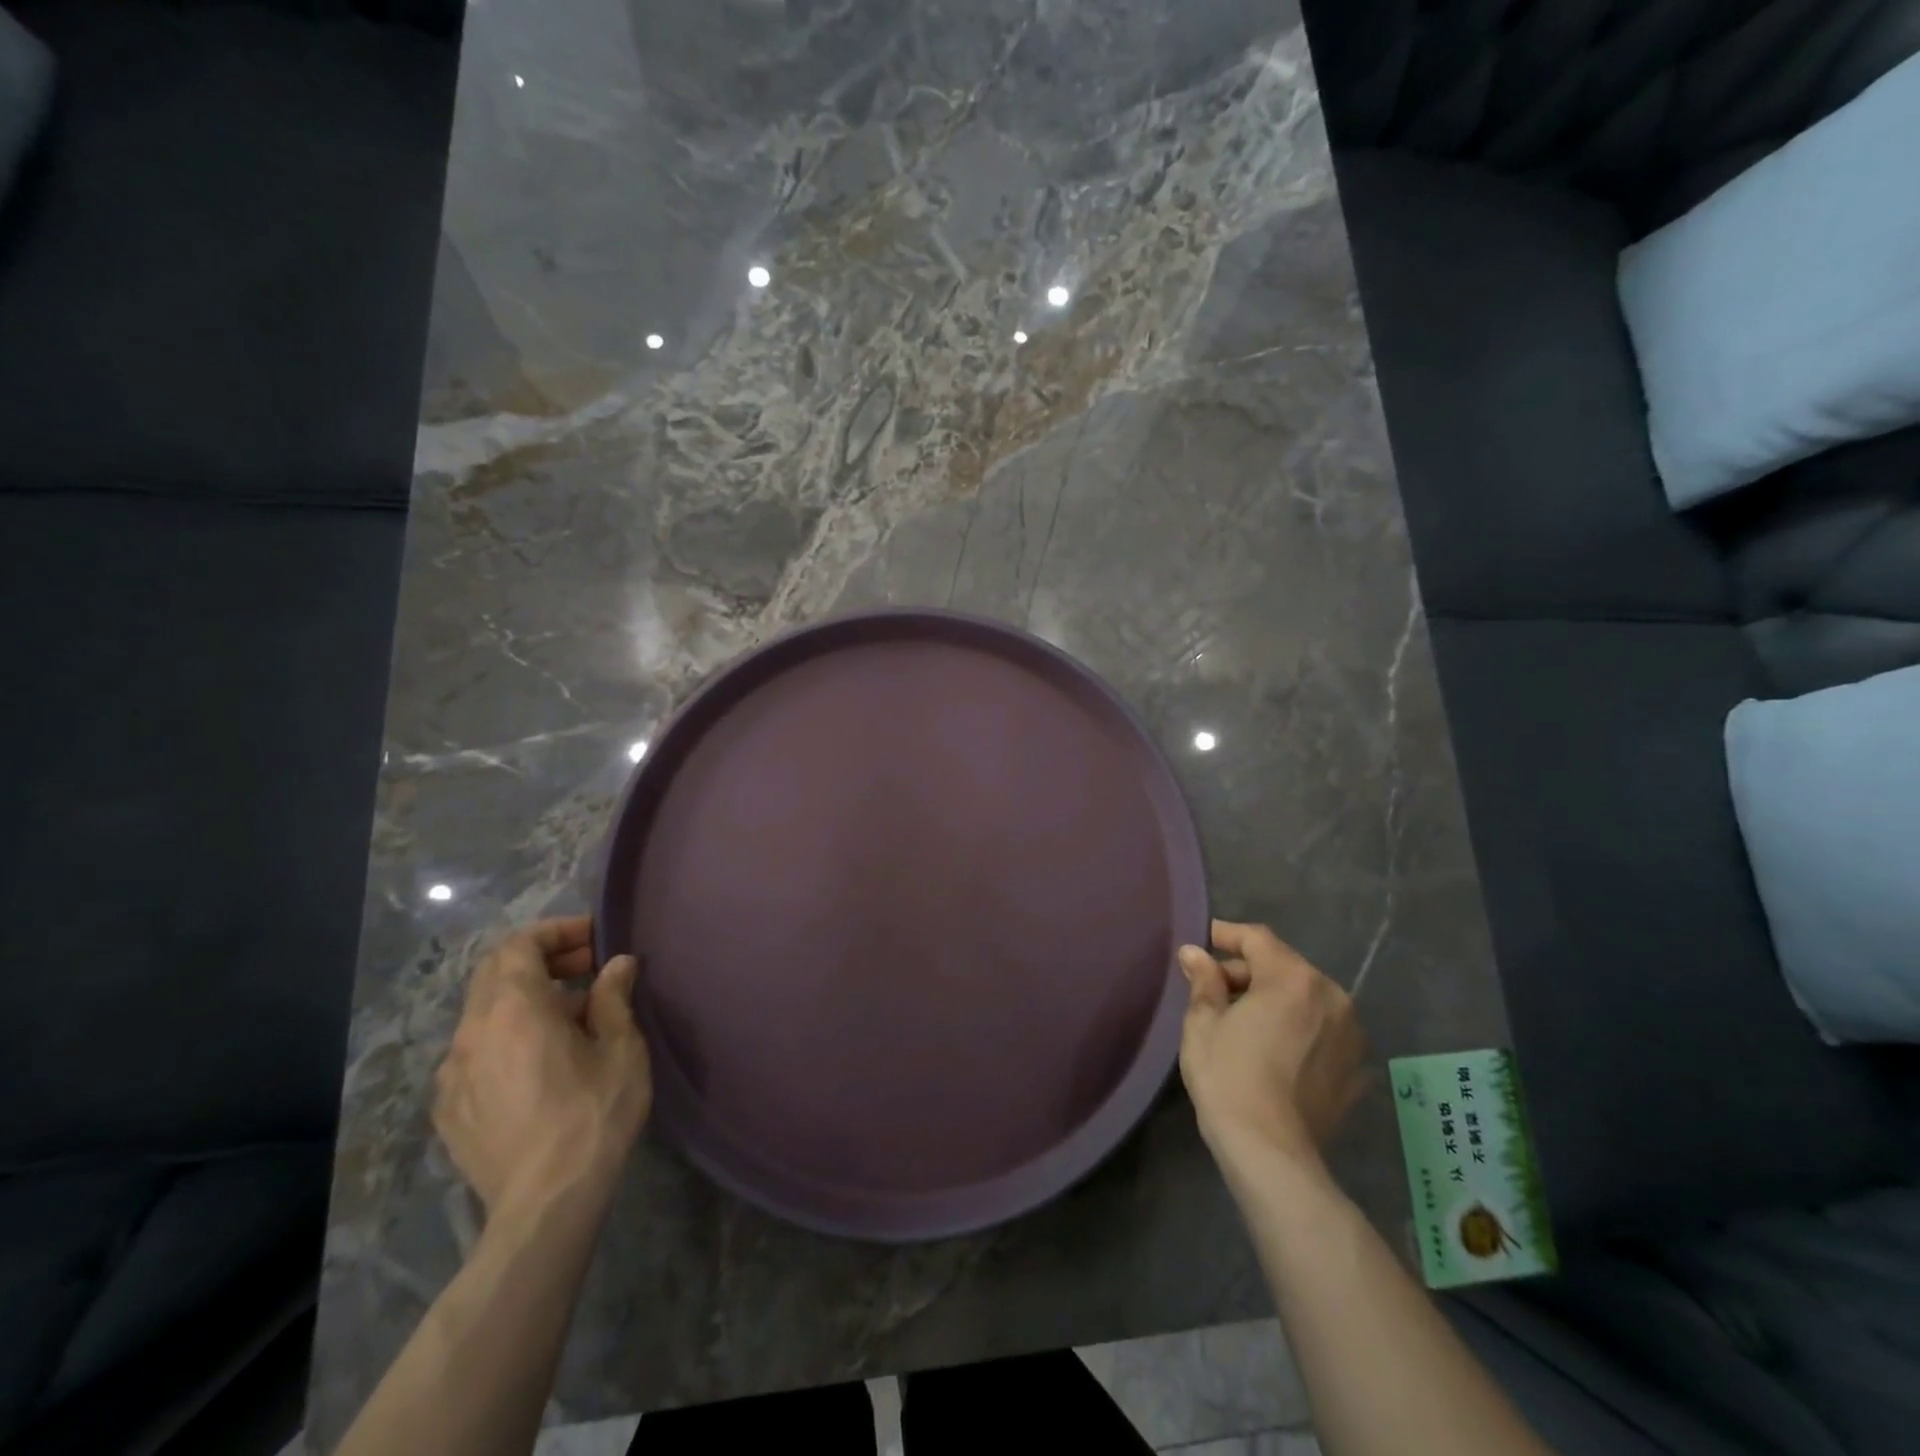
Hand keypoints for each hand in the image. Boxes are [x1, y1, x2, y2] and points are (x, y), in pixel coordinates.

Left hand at [433, 916, 650, 1220]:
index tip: (596, 939)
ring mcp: (452, 1074)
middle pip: (495, 972)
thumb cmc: (593, 1114)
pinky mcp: (449, 1109)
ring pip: (484, 1014)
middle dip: (542, 960)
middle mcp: (471, 1032)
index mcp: (513, 1008)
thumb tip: (618, 964)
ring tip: (572, 1019)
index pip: (520, 944)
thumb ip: (614, 997)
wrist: (546, 1204)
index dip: (557, 932)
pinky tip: (539, 1064)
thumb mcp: (621, 1048)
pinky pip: (475, 1053)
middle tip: (588, 968)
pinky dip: (507, 1037)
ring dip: (526, 1000)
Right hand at [1178, 920, 1367, 1170]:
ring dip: (1275, 1000)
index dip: (1226, 936)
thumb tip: (1195, 953)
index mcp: (1293, 979)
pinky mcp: (1355, 1069)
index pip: (1257, 939)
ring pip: (1306, 999)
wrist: (1271, 1154)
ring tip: (1244, 1022)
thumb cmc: (1228, 1077)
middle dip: (1248, 972)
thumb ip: (1204, 981)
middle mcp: (1332, 996)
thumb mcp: (1203, 1023)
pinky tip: (1274, 1051)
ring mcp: (1350, 1034)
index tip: (1201, 942)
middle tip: (1213, 990)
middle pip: (1284, 967)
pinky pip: (1322, 1033)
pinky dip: (1298, 1030)